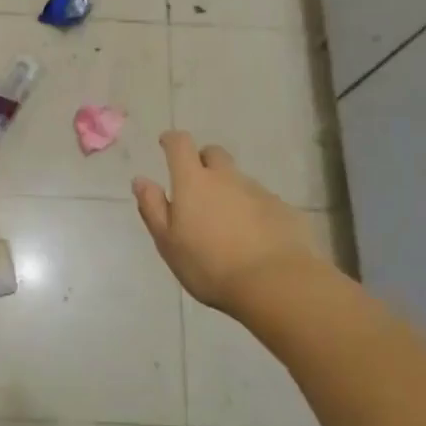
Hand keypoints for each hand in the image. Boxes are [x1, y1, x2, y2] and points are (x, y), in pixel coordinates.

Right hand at [133, 131, 328, 315]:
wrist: (275, 284)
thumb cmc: (210, 266)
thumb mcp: (168, 242)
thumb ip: (152, 207)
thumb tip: (141, 180)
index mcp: (194, 181)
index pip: (180, 144)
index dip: (172, 140)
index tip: (166, 144)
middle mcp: (227, 178)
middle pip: (214, 154)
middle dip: (203, 162)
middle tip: (197, 188)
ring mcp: (259, 192)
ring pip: (239, 180)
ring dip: (229, 191)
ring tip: (226, 224)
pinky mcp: (284, 210)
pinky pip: (263, 202)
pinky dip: (254, 212)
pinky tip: (254, 239)